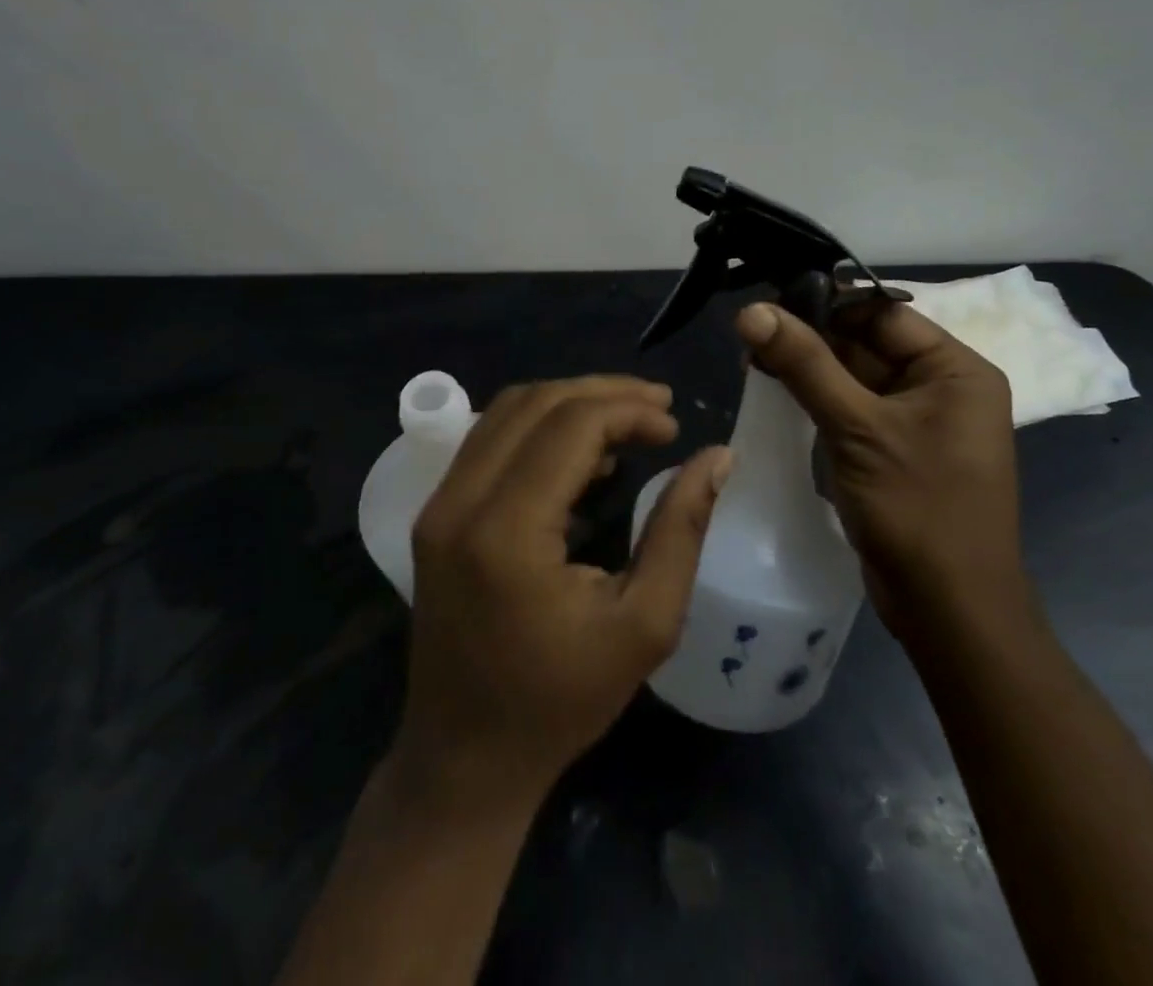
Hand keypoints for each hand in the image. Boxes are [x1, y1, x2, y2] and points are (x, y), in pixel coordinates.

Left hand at [394, 376, 732, 811]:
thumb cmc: (560, 702)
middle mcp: (459, 502)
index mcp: (506, 531)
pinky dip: (538, 428)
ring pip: (507, 411)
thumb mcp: (644, 624)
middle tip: (658, 406)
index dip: (629, 410)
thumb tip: (718, 456)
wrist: (464, 759)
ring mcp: (438, 505)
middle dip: (603, 393)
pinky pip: (489, 440)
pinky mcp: (434, 514)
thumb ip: (680, 529)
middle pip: (535, 403)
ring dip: (569, 403)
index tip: (674, 427)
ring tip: (627, 421)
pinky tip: (581, 453)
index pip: (571, 426)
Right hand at [735, 298, 1027, 637]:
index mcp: (955, 369)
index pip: (882, 314)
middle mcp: (941, 387)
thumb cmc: (917, 508)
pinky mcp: (894, 449)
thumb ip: (805, 364)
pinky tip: (774, 390)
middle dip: (809, 337)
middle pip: (866, 343)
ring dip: (807, 367)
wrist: (949, 611)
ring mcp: (917, 421)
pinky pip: (852, 408)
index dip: (824, 303)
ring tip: (751, 357)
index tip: (767, 300)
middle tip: (748, 331)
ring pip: (854, 376)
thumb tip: (751, 310)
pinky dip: (817, 398)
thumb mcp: (857, 427)